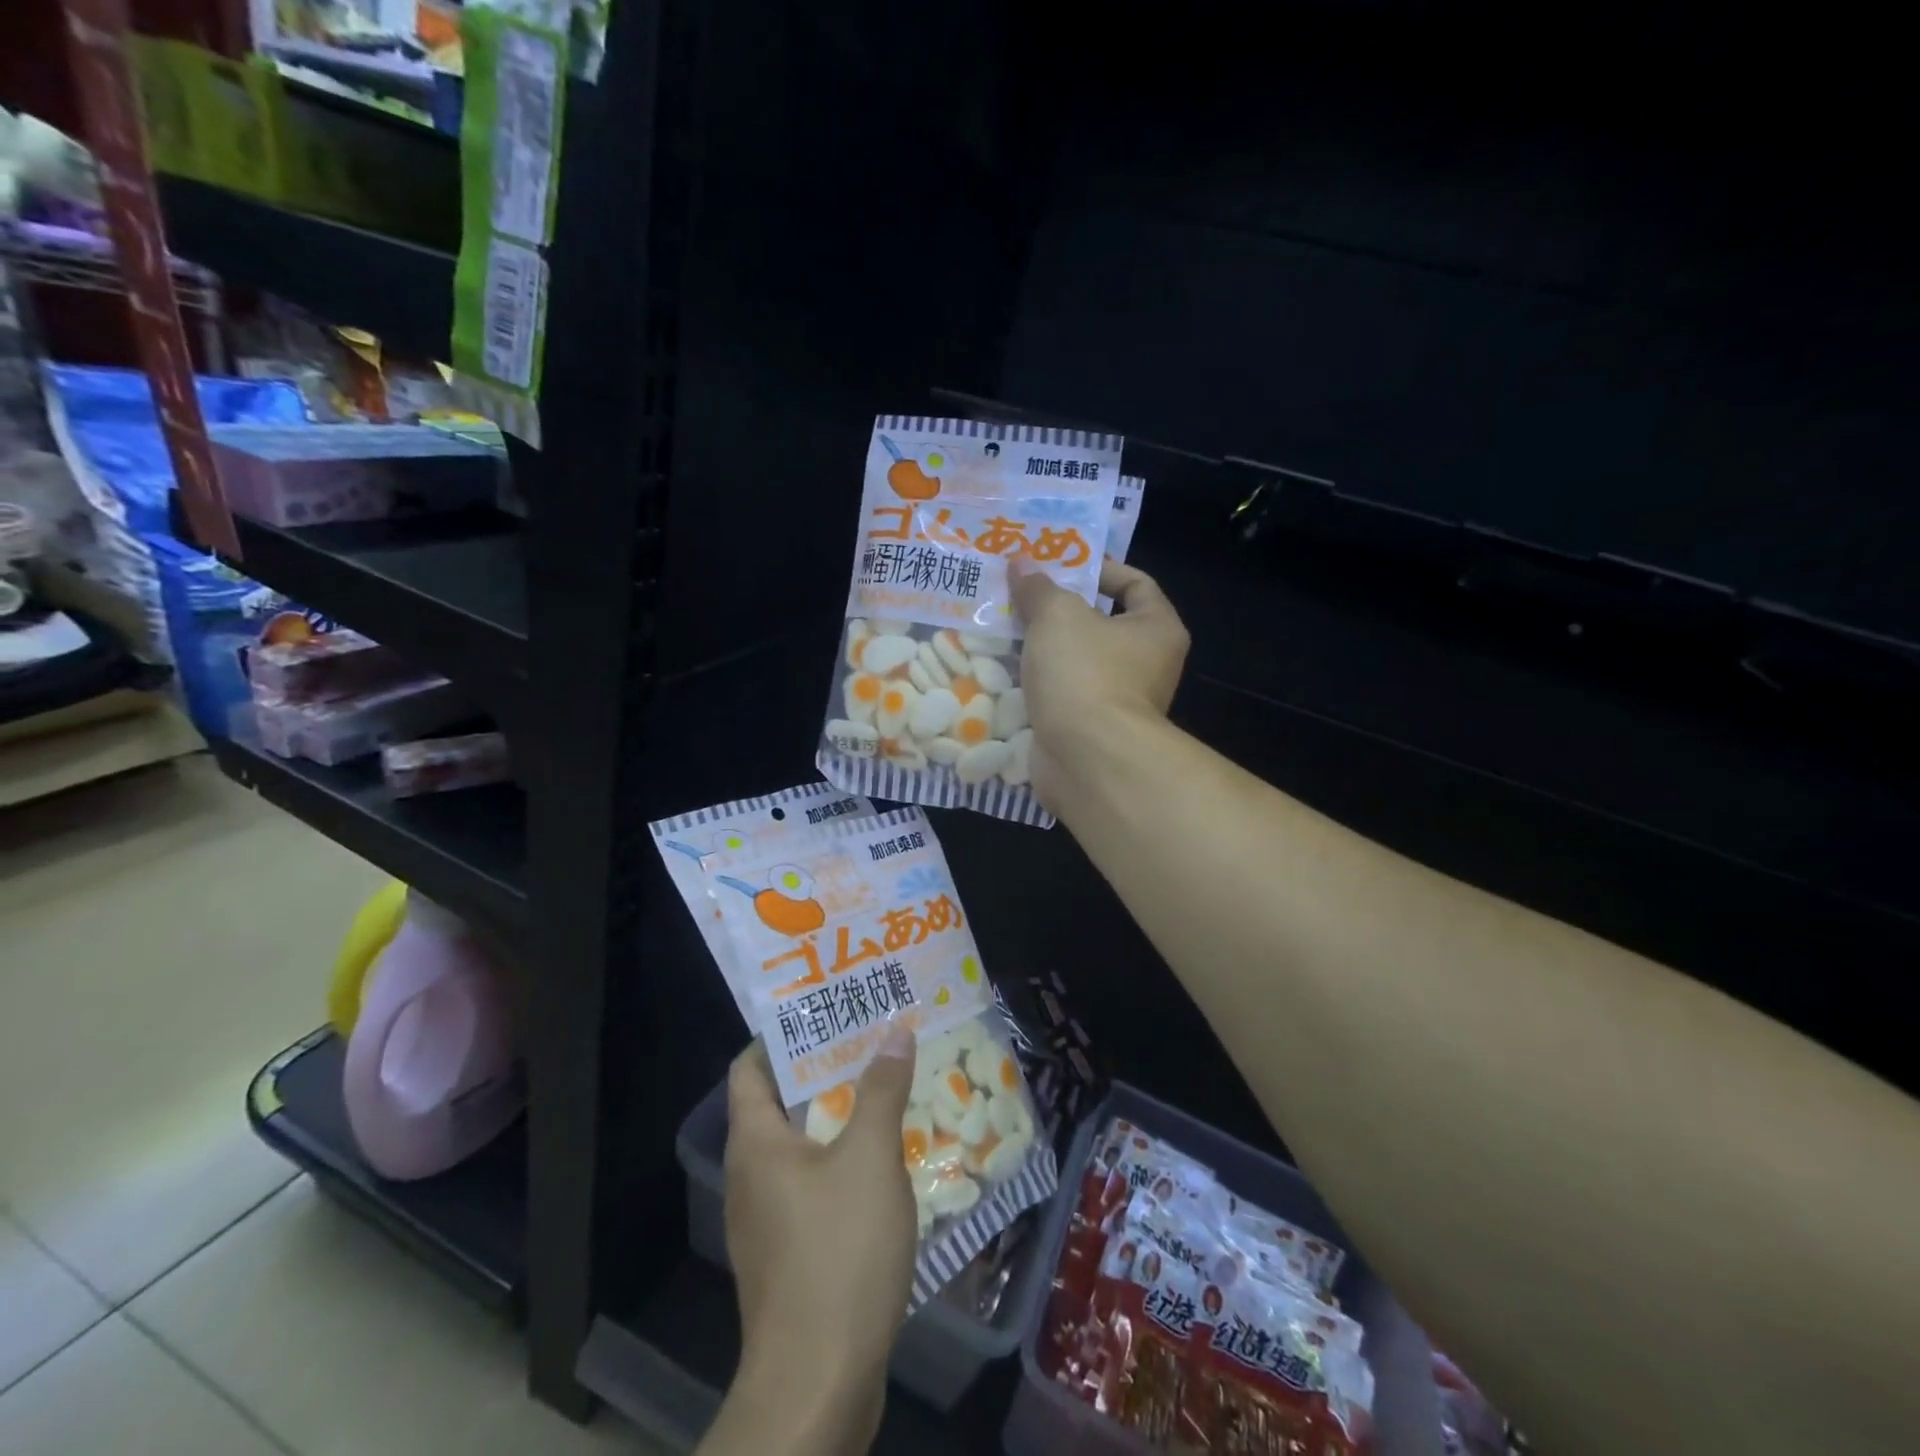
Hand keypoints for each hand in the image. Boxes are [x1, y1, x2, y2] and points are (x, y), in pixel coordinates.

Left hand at [721, 1026, 917, 1444]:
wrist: (818, 1384)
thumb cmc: (838, 1253)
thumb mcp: (870, 1158)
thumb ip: (882, 1089)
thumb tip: (894, 1031)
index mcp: (755, 1142)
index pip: (749, 1066)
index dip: (782, 1034)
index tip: (828, 1009)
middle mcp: (750, 1174)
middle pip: (779, 1100)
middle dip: (823, 1068)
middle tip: (871, 1038)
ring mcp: (767, 1218)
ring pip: (800, 1144)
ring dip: (838, 1114)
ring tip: (884, 1085)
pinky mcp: (789, 1253)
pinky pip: (811, 1184)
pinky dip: (841, 1159)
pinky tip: (884, 1156)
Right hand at [1008, 555, 1189, 809]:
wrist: (1087, 759)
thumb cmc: (1085, 673)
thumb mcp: (1058, 615)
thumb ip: (1040, 587)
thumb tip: (1022, 563)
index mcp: (1157, 629)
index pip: (1136, 583)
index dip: (1099, 568)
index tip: (1060, 564)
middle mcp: (1146, 664)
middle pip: (1101, 623)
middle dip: (1060, 609)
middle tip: (1021, 594)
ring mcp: (1117, 701)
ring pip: (1077, 661)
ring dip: (1044, 647)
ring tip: (1004, 626)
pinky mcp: (1089, 729)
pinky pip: (1061, 694)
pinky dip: (1038, 683)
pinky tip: (1004, 669)